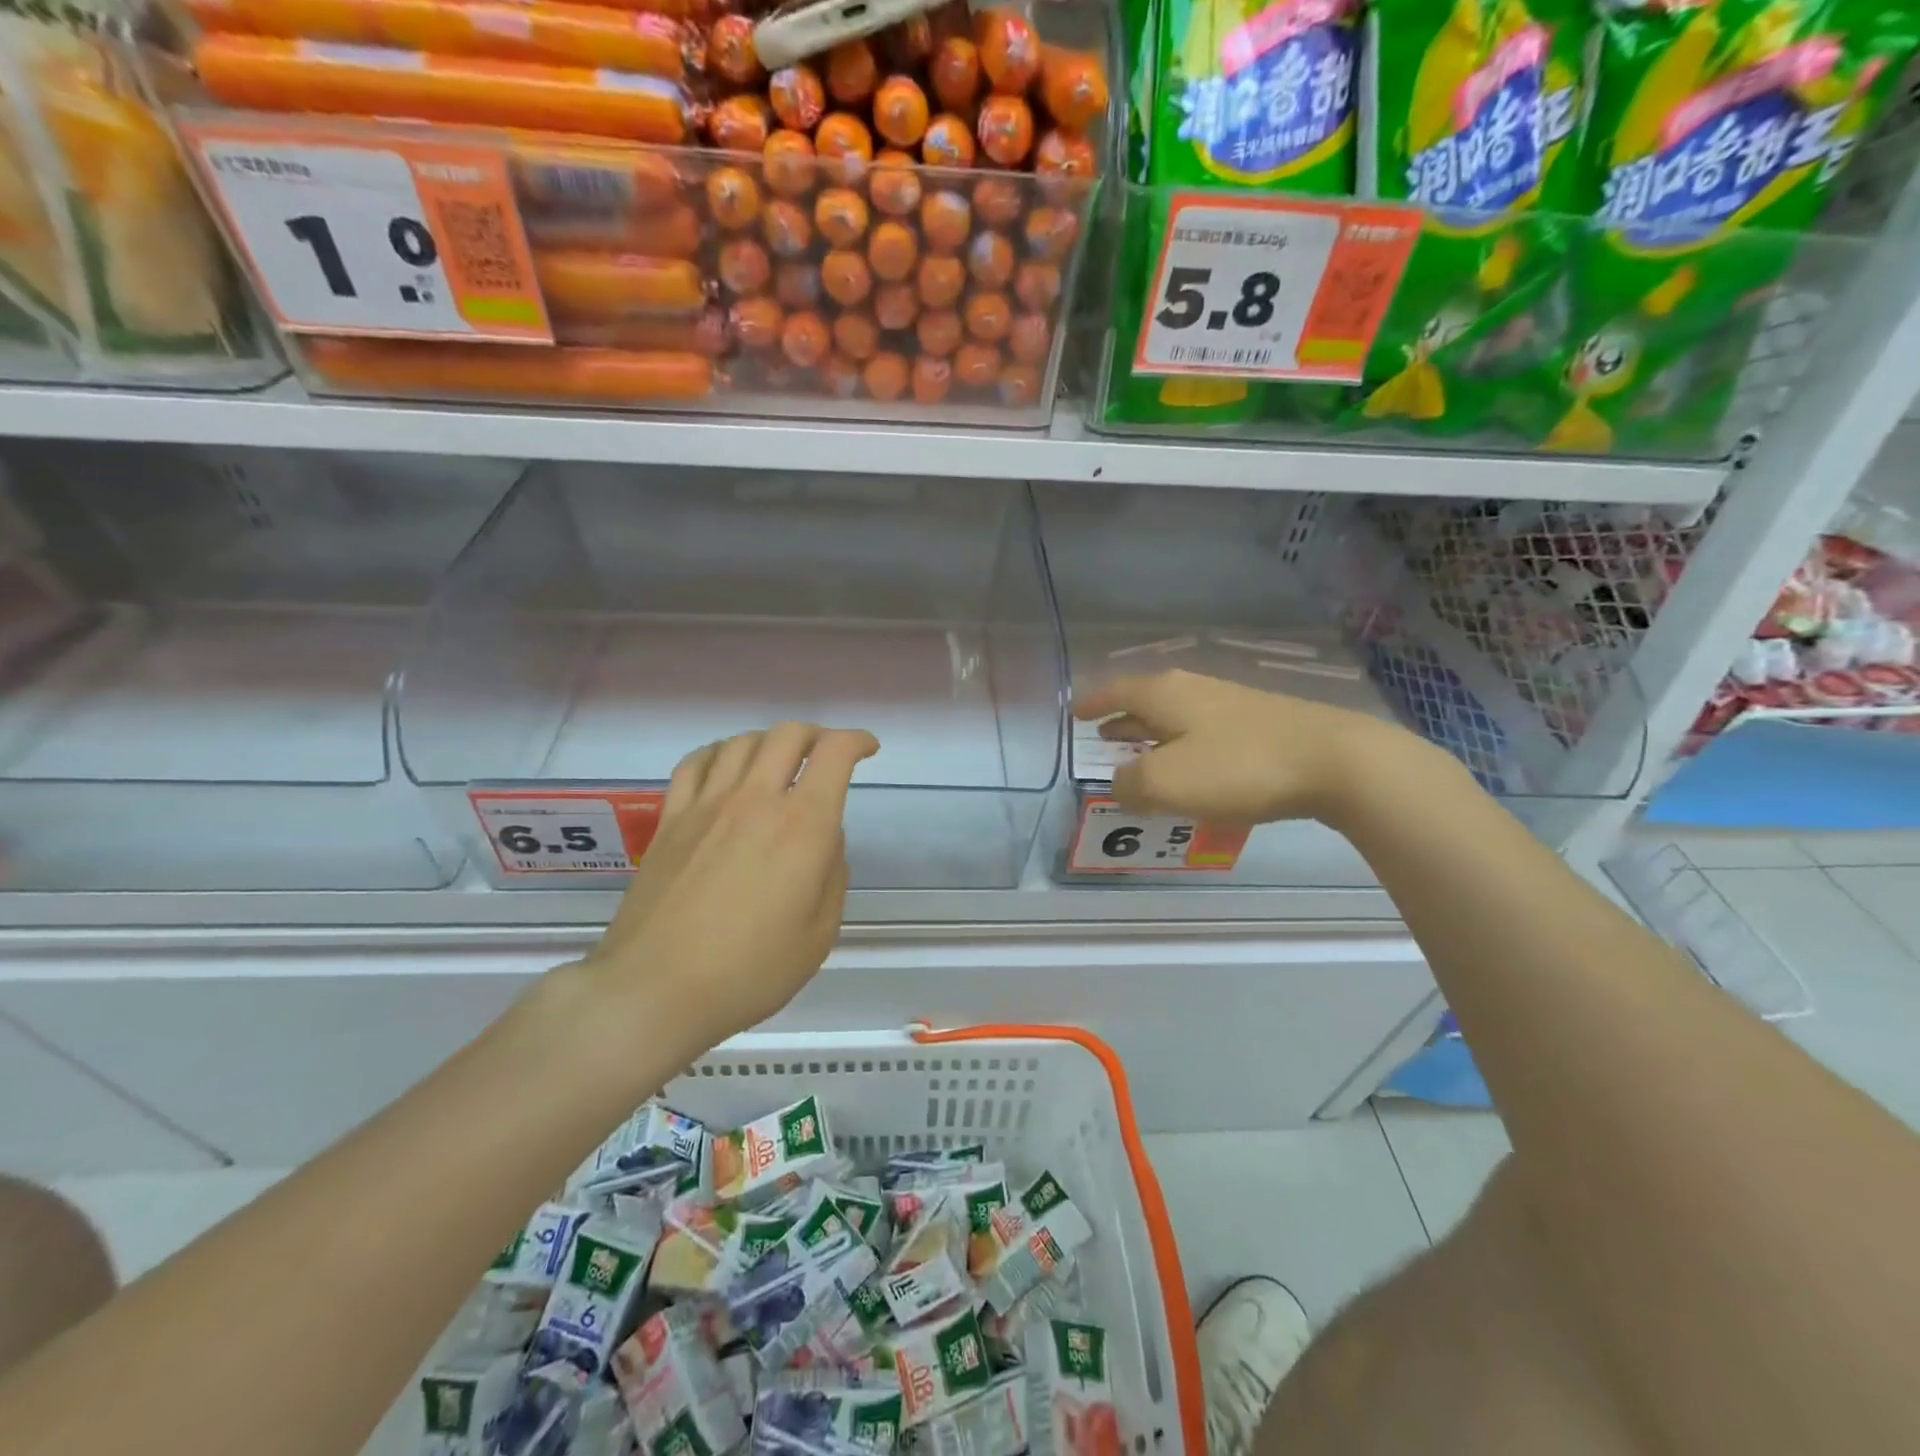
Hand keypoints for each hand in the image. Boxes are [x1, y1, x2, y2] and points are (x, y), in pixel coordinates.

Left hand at [581, 722, 878, 1053]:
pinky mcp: (670, 819)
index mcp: (802, 826)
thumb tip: (825, 840)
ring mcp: (707, 805)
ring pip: (742, 742)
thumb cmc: (749, 971)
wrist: (655, 989)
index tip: (867, 749)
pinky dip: (719, 753)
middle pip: (788, 734)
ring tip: (778, 763)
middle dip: (817, 735)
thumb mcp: (819, 935)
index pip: (834, 753)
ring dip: (770, 742)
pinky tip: (725, 769)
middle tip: (826, 756)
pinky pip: (695, 763)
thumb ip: (832, 876)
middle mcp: (756, 800)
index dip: (857, 740)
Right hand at [1074, 670, 1414, 826]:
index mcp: (1165, 695)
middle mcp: (1195, 690)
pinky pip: (1205, 732)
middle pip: (1147, 701)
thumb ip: (1130, 785)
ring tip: (1140, 752)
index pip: (1116, 691)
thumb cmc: (1239, 767)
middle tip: (1102, 735)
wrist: (1334, 761)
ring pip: (1177, 716)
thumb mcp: (1167, 782)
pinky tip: (1194, 769)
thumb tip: (1120, 785)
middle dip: (1122, 719)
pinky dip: (1184, 746)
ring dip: (1153, 734)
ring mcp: (1231, 704)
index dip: (1093, 703)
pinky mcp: (1261, 725)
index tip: (1074, 713)